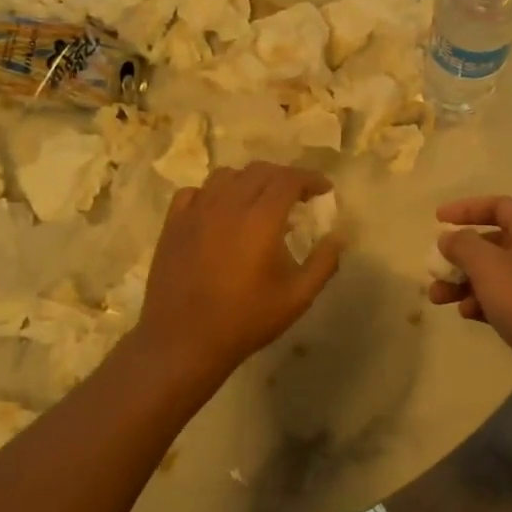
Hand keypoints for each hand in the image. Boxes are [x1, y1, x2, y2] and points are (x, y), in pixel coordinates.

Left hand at [138, 161, 340, 380]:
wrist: (184, 340)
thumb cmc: (246, 320)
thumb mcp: (298, 297)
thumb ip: (324, 262)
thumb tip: (338, 236)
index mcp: (261, 219)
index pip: (289, 179)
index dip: (310, 179)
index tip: (324, 190)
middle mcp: (227, 205)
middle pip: (259, 171)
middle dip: (284, 177)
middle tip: (298, 197)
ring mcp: (195, 212)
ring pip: (226, 176)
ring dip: (249, 181)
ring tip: (259, 201)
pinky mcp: (173, 224)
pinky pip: (195, 192)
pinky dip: (214, 193)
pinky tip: (220, 212)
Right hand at [429, 195, 511, 403]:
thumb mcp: (487, 265)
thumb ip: (462, 245)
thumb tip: (448, 238)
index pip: (498, 206)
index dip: (466, 209)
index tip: (438, 219)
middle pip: (492, 243)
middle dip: (459, 255)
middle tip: (435, 268)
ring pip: (493, 275)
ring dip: (463, 283)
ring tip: (438, 297)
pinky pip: (501, 300)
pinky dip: (481, 303)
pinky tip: (466, 314)